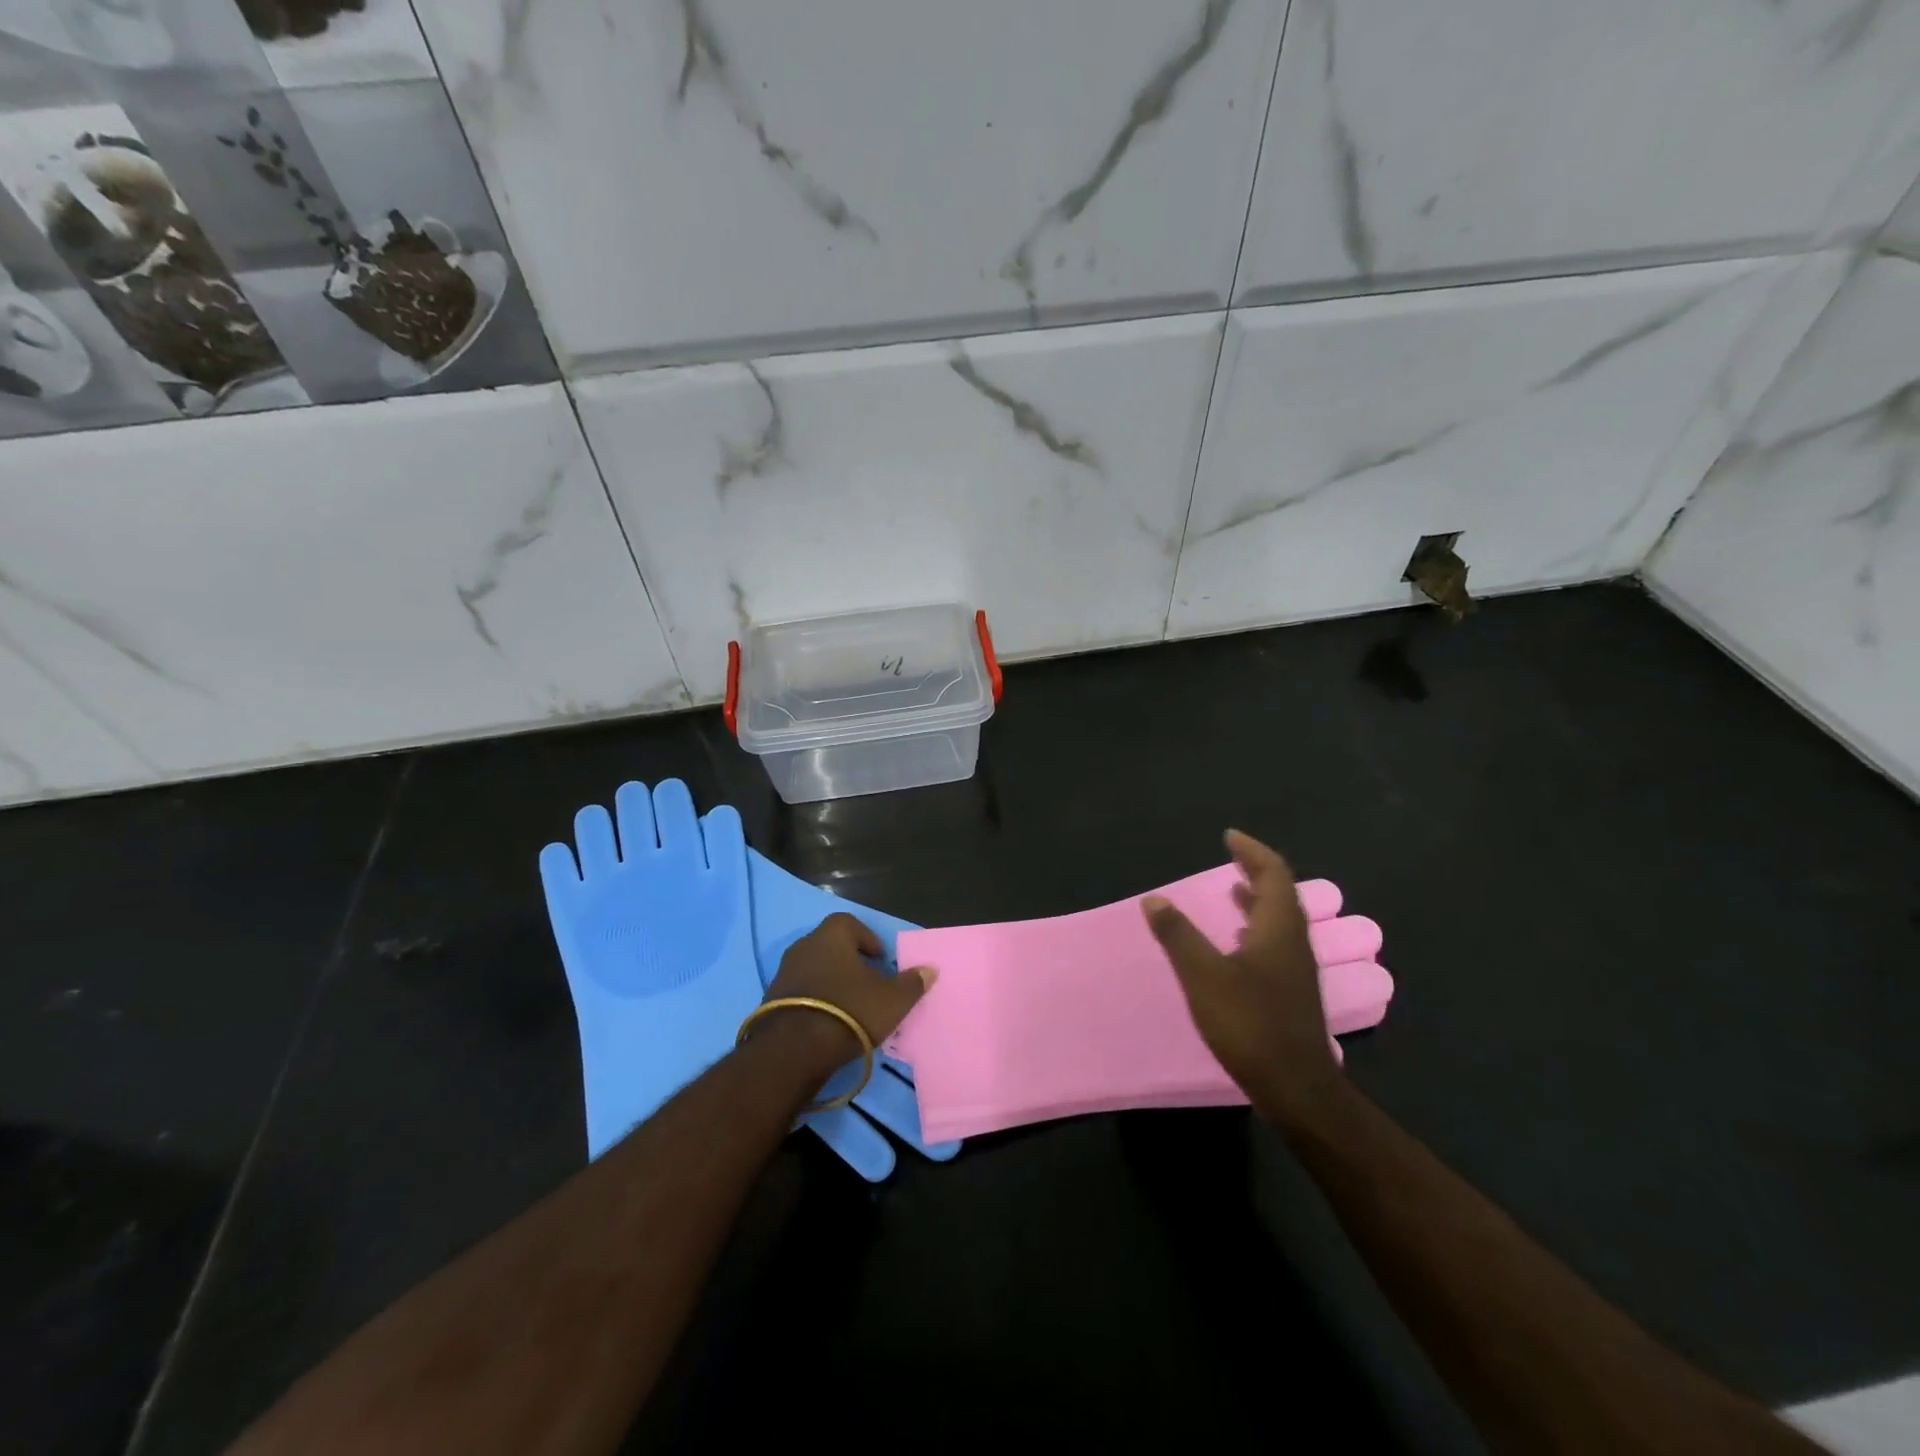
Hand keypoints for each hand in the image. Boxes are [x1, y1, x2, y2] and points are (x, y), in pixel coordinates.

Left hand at [758, 913, 934, 1071]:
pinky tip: (827, 1020)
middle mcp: (804, 946)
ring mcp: (783, 972)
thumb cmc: (850, 1011)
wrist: (794, 1049)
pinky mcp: (770, 1000)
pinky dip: (813, 1000)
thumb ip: (911, 983)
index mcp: (831, 935)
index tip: (879, 960)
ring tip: (848, 1005)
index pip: (849, 923)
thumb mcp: (892, 1000)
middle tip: (866, 983)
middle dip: (848, 961)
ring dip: (829, 981)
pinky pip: (799, 991)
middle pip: (830, 945)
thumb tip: (929, 970)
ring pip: (813, 968)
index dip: (867, 939)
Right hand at [1142, 829, 1342, 1127]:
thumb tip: (1154, 900)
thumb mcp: (1203, 975)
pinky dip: (1256, 926)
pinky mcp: (1291, 990)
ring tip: (1233, 891)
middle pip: (1281, 893)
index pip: (1273, 874)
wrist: (1295, 1087)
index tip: (1229, 836)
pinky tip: (1238, 941)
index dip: (1252, 852)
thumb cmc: (1249, 1024)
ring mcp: (1296, 968)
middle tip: (1231, 857)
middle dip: (1256, 871)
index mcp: (1278, 928)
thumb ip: (1178, 935)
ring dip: (1258, 899)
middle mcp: (1293, 941)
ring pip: (1280, 919)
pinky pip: (1276, 941)